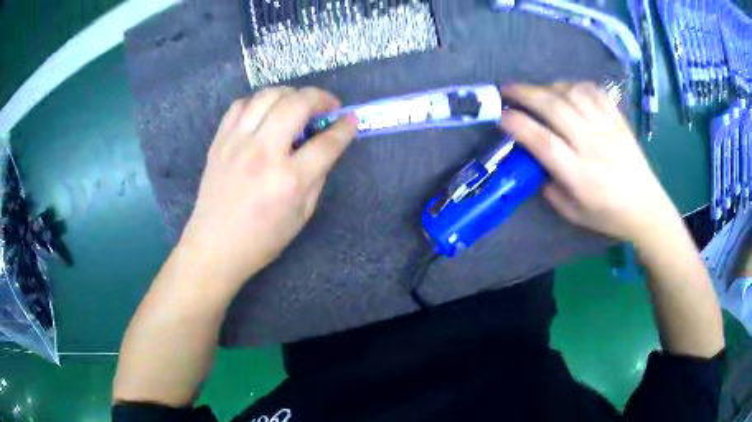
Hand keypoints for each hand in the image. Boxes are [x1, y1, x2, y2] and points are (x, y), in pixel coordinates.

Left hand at [178, 87, 356, 288]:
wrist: (215, 246)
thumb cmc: (262, 239)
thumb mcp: (302, 214)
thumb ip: (317, 175)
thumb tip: (326, 145)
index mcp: (289, 180)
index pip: (327, 142)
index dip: (345, 127)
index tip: (351, 120)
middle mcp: (264, 152)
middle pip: (298, 104)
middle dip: (321, 97)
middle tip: (328, 106)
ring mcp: (237, 143)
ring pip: (268, 96)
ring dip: (290, 93)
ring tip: (298, 104)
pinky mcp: (219, 141)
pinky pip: (240, 104)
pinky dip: (258, 101)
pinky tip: (266, 112)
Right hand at [500, 82, 678, 242]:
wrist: (646, 207)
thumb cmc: (609, 216)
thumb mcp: (574, 213)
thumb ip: (551, 187)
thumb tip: (536, 160)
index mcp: (580, 175)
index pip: (543, 142)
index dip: (518, 124)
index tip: (500, 116)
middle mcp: (592, 146)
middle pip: (554, 108)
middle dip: (524, 93)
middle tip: (506, 90)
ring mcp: (608, 129)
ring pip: (572, 94)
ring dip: (547, 87)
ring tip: (537, 91)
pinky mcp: (619, 120)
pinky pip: (594, 92)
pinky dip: (575, 86)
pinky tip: (567, 90)